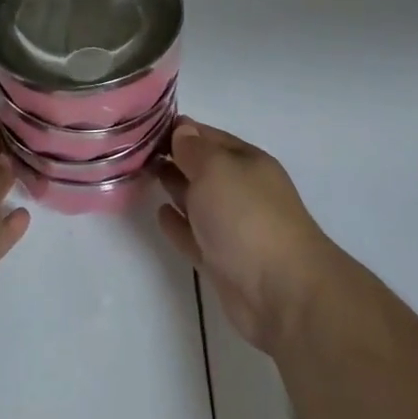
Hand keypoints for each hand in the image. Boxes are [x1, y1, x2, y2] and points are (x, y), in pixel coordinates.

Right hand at [157, 120, 341, 354]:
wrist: (281, 292)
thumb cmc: (247, 217)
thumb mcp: (217, 169)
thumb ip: (195, 150)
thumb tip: (183, 131)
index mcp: (247, 162)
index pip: (209, 137)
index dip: (181, 129)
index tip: (146, 126)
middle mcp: (241, 190)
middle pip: (203, 168)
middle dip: (175, 157)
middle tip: (137, 151)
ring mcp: (232, 227)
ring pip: (197, 200)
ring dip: (174, 187)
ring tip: (144, 175)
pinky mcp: (221, 261)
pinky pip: (193, 234)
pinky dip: (177, 224)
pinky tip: (160, 214)